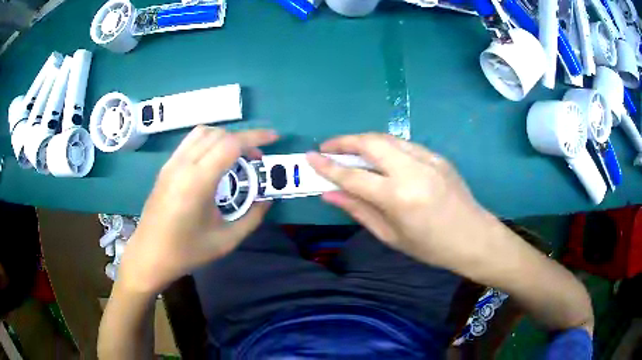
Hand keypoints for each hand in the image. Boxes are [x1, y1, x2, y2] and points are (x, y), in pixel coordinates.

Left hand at [119, 126, 278, 292]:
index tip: (274, 138)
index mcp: (198, 182)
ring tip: (237, 155)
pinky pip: (190, 142)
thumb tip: (267, 199)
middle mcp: (183, 165)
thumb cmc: (187, 252)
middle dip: (243, 139)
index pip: (230, 144)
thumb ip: (252, 217)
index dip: (255, 137)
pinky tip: (215, 160)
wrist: (149, 255)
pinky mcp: (166, 167)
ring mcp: (171, 164)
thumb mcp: (226, 241)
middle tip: (256, 158)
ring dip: (225, 137)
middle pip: (218, 134)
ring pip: (202, 132)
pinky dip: (209, 141)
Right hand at [307, 133, 492, 268]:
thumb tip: (329, 194)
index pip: (354, 176)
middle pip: (371, 142)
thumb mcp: (391, 236)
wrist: (473, 236)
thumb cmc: (431, 246)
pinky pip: (404, 145)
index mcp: (399, 198)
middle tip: (328, 147)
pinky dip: (385, 147)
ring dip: (364, 140)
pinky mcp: (437, 156)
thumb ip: (359, 210)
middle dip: (345, 141)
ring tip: (350, 151)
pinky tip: (380, 159)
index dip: (328, 166)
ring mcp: (428, 159)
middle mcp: (412, 171)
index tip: (310, 157)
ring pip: (387, 138)